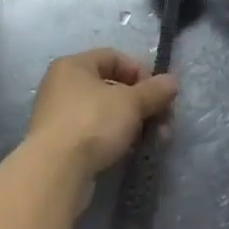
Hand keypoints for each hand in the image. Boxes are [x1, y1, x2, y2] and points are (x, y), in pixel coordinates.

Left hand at [26, 48, 177, 176]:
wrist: (56, 171)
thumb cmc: (92, 122)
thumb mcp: (130, 103)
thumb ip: (154, 91)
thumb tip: (173, 81)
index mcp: (74, 65)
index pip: (113, 57)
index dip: (140, 71)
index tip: (159, 93)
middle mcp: (62, 85)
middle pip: (111, 86)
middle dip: (142, 103)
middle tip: (164, 120)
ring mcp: (60, 115)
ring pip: (105, 112)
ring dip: (133, 123)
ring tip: (155, 139)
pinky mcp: (61, 143)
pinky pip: (95, 132)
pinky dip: (115, 138)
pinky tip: (132, 151)